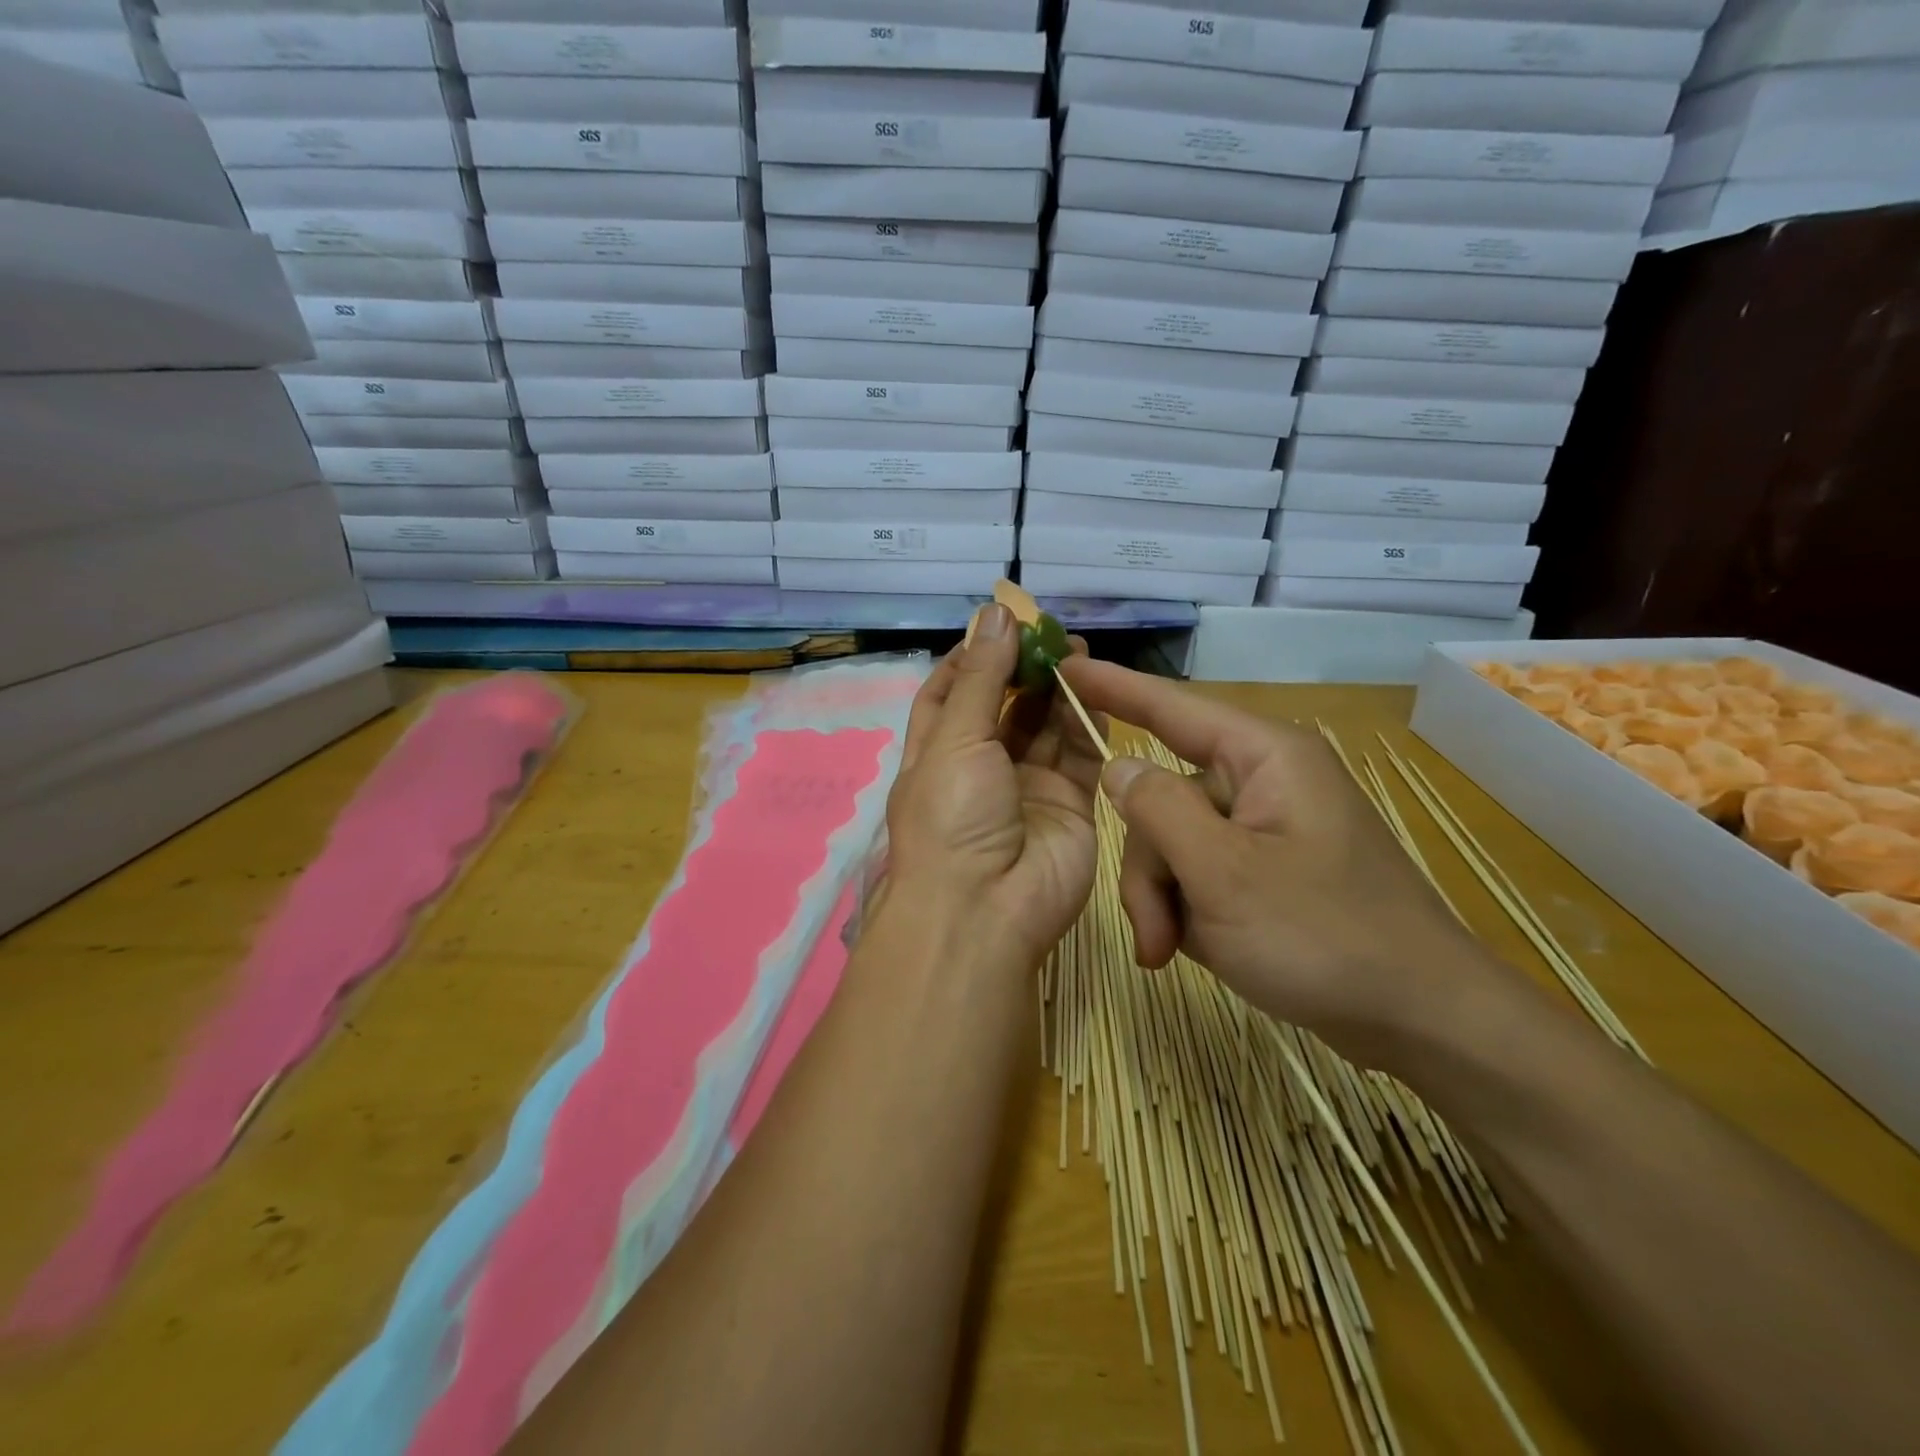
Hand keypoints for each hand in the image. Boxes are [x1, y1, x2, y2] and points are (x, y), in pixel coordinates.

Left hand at [883, 605, 1103, 964]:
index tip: (998, 624)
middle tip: (1052, 632)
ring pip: (1046, 727)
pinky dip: (1089, 722)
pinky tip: (1099, 688)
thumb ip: (980, 678)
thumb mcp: (954, 739)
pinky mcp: (1070, 805)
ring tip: (1079, 650)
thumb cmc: (951, 817)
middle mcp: (980, 769)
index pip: (949, 695)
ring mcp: (1027, 788)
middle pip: (1004, 707)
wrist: (986, 911)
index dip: (971, 658)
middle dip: (1024, 668)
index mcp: (937, 754)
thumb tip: (994, 613)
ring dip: (1059, 690)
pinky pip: (1082, 755)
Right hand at [1060, 658, 1493, 1063]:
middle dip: (1149, 867)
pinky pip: (1201, 869)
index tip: (1062, 666)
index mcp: (1264, 758)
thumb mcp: (1223, 874)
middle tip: (1153, 933)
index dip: (1114, 688)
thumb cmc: (1324, 937)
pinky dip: (1187, 908)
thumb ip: (1159, 811)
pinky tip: (1201, 948)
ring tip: (1172, 952)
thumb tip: (1118, 766)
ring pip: (1175, 842)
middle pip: (1165, 799)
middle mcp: (1263, 781)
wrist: (1422, 1021)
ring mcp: (1266, 828)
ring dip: (1163, 898)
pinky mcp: (1268, 868)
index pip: (1173, 708)